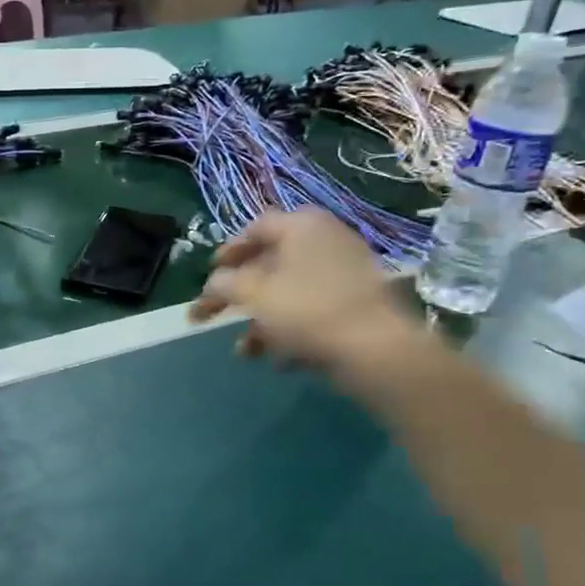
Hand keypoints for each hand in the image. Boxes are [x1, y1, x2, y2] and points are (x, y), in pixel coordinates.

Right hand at [189, 209, 423, 382]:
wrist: (375, 348)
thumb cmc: (306, 309)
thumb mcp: (252, 294)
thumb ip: (224, 284)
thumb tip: (214, 283)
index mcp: (301, 225)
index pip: (255, 228)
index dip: (227, 251)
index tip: (209, 275)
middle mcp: (325, 240)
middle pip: (270, 263)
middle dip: (240, 295)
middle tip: (215, 315)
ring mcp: (346, 272)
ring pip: (290, 292)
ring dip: (261, 321)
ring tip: (244, 351)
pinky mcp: (357, 303)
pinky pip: (313, 310)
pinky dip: (291, 331)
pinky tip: (280, 360)